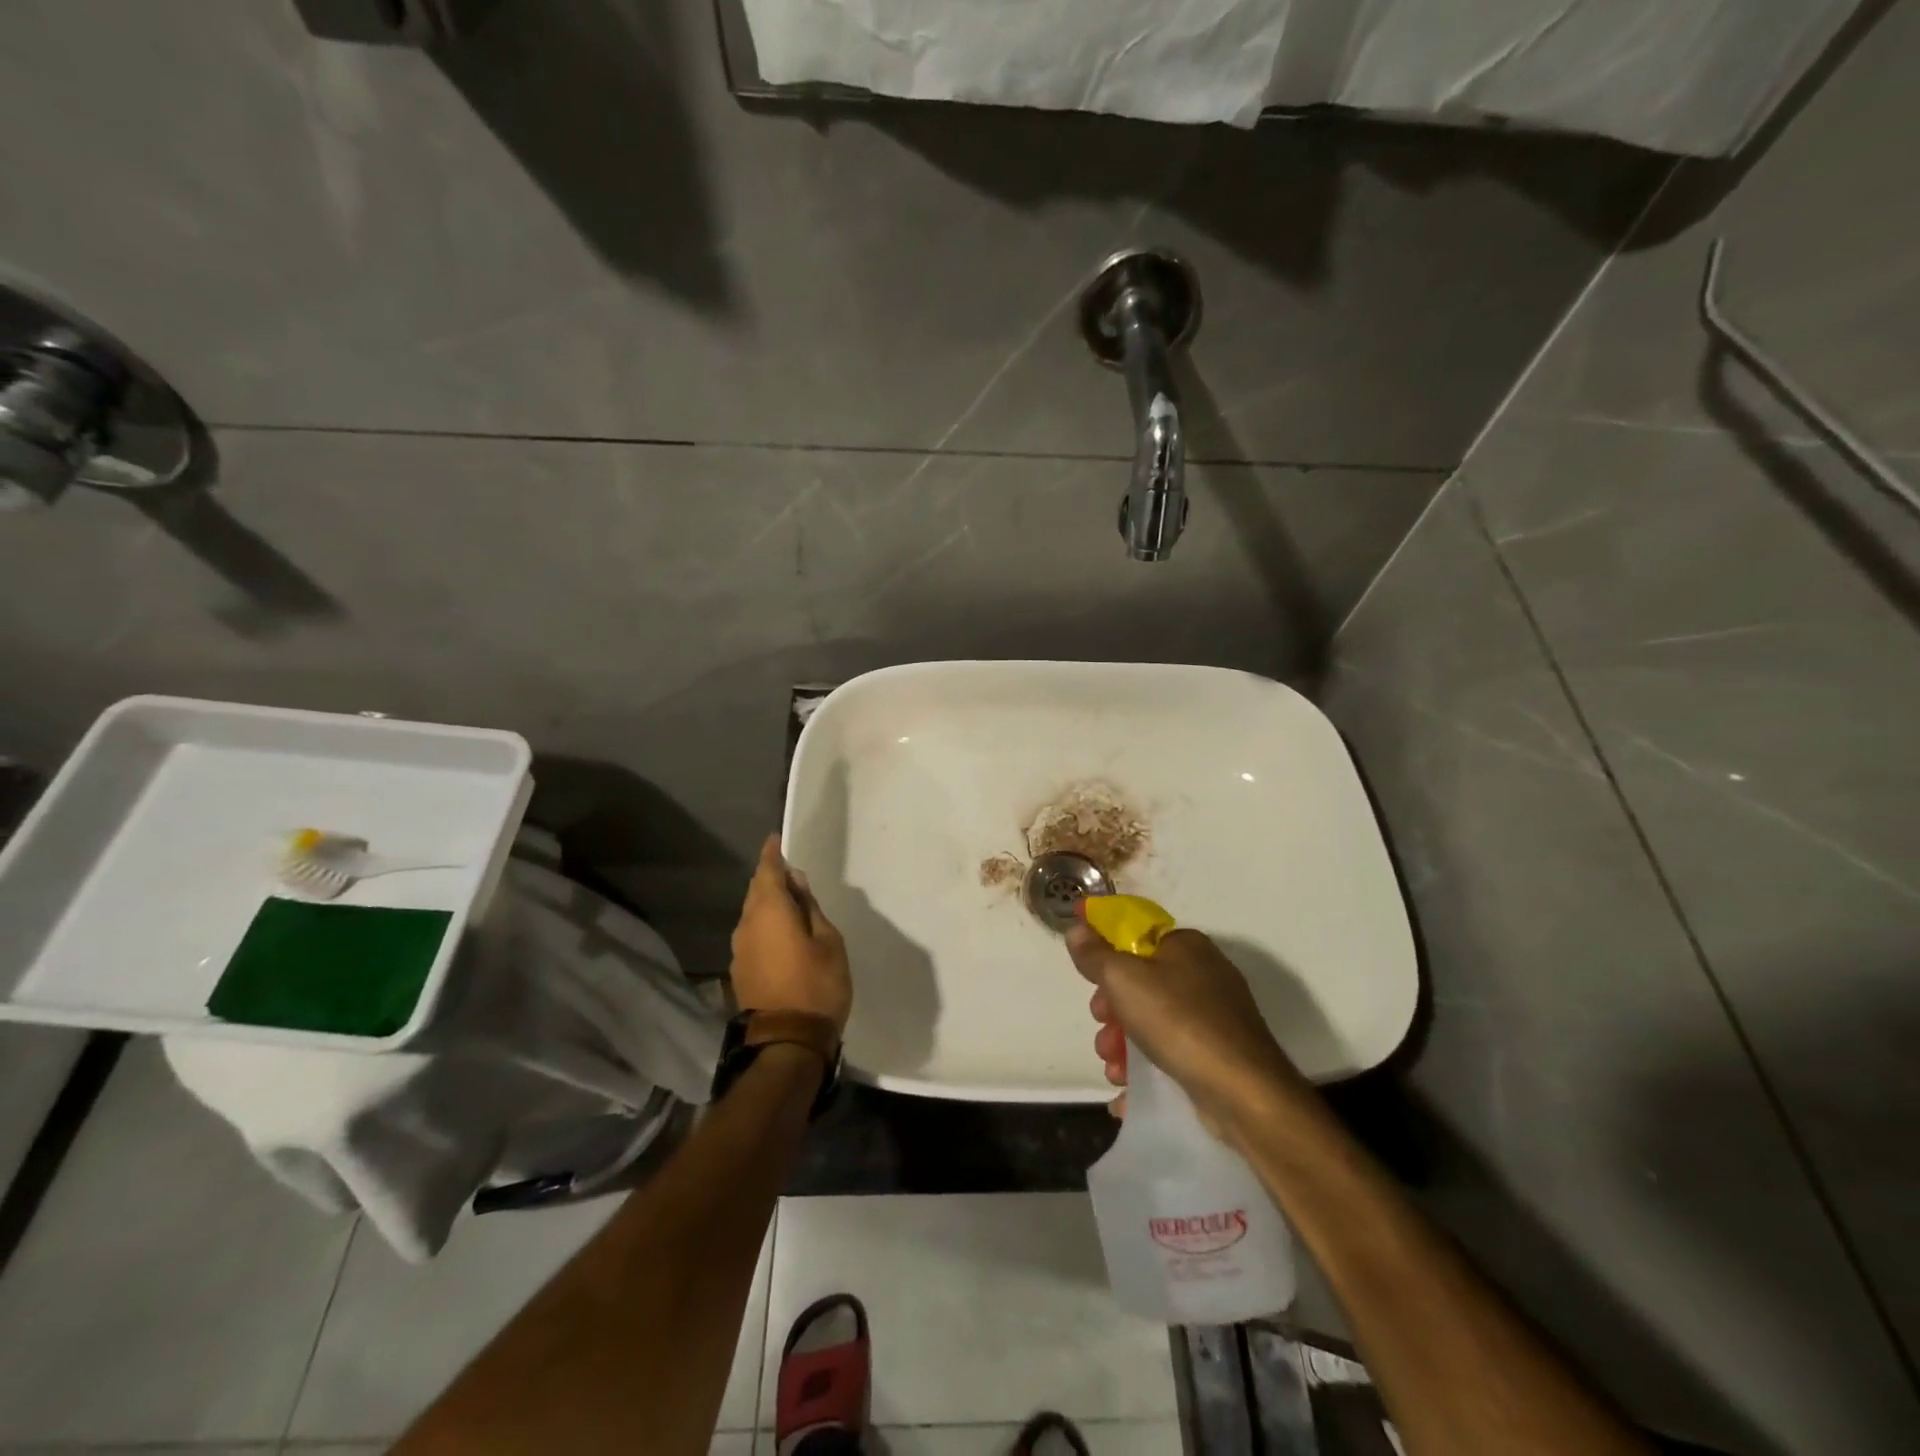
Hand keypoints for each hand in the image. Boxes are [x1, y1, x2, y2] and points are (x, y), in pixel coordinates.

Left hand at [730, 836, 852, 1035]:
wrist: (787, 1043)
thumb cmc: (817, 986)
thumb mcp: (828, 941)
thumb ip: (810, 908)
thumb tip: (796, 883)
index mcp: (770, 911)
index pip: (767, 871)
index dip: (772, 854)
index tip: (776, 840)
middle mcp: (747, 925)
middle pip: (756, 891)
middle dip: (770, 878)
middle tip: (791, 873)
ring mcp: (740, 950)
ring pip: (752, 914)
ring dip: (768, 904)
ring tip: (791, 904)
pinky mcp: (740, 971)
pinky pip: (752, 934)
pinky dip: (764, 926)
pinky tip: (781, 933)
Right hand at [1066, 921, 1306, 1144]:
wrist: (1244, 1093)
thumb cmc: (1179, 1022)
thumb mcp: (1124, 979)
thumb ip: (1095, 954)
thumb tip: (1077, 927)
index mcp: (1185, 945)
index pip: (1134, 932)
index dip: (1103, 944)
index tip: (1080, 963)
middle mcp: (1202, 973)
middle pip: (1139, 980)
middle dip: (1111, 1007)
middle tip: (1101, 1024)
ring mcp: (1213, 1015)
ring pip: (1150, 1019)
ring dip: (1122, 1042)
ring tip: (1113, 1067)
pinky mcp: (1216, 1053)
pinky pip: (1169, 1050)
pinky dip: (1145, 1066)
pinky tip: (1127, 1089)